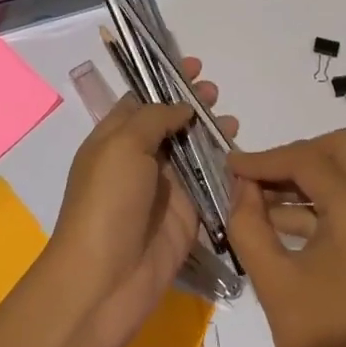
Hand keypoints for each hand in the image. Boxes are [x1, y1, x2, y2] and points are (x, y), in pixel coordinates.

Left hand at [46, 58, 237, 346]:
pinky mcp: (187, 215)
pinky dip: (225, 168)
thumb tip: (181, 107)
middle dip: (193, 104)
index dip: (166, 80)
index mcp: (114, 139)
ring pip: (193, 151)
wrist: (105, 281)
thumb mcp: (122, 145)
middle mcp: (139, 159)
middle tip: (214, 92)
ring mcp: (164, 188)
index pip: (142, 100)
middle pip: (171, 123)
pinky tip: (240, 156)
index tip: (194, 65)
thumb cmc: (107, 203)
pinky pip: (210, 184)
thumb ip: (155, 117)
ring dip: (211, 132)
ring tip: (230, 121)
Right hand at [227, 130, 345, 346]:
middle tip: (257, 176)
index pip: (308, 161)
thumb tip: (241, 184)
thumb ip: (249, 221)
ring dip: (312, 175)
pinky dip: (328, 197)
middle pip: (341, 147)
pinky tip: (287, 217)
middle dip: (296, 155)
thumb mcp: (271, 280)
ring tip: (263, 196)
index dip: (265, 160)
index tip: (231, 165)